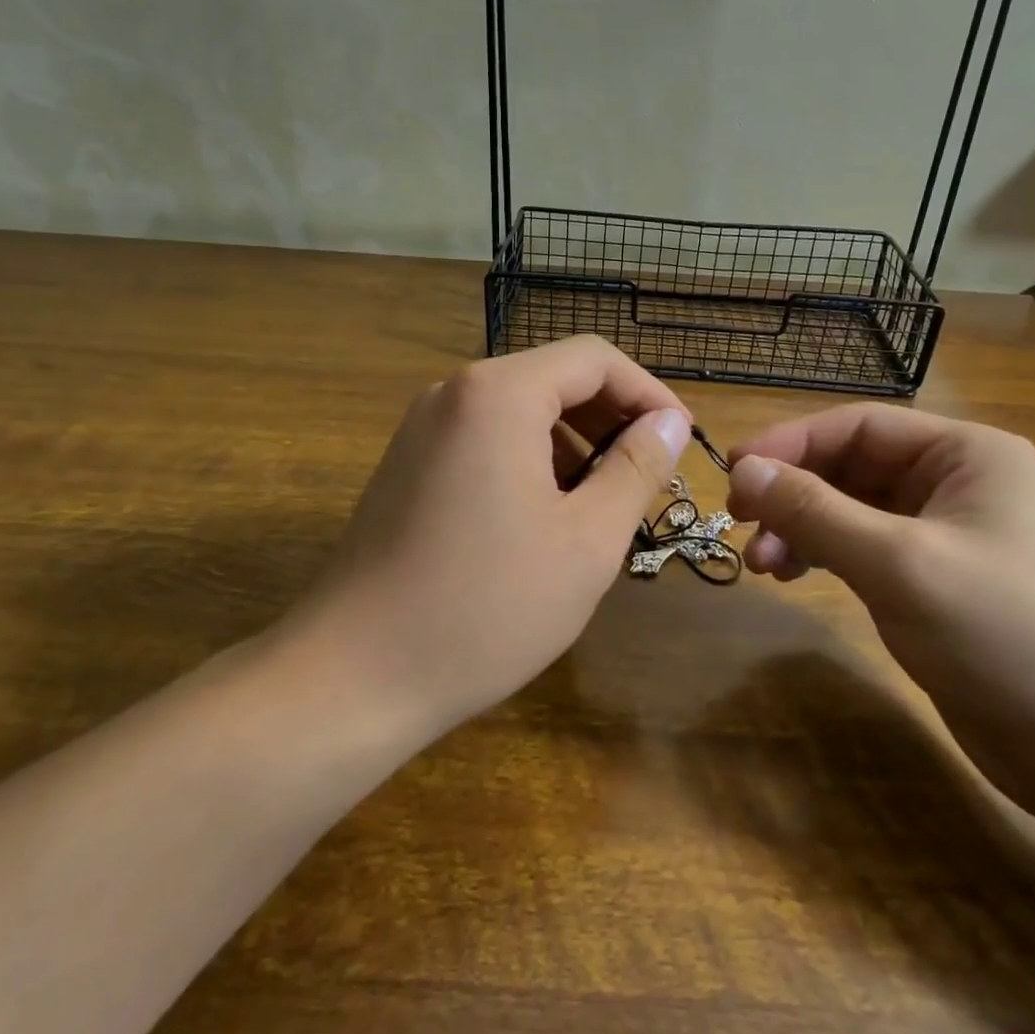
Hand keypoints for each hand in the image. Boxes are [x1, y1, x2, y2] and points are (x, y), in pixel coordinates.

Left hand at [303, 336, 691, 738]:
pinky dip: (529, 460)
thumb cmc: (487, 608)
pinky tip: (545, 518)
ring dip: (572, 443)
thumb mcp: (587, 540)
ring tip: (602, 504)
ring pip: (519, 411)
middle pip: (553, 378)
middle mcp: (453, 393)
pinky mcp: (407, 465)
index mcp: (498, 394)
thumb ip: (636, 468)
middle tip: (649, 477)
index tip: (681, 442)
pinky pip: (484, 439)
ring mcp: (422, 429)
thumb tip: (669, 423)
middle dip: (611, 419)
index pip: (594, 359)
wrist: (354, 675)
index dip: (648, 393)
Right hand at [726, 405, 1034, 811]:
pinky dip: (821, 554)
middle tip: (738, 522)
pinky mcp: (931, 577)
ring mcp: (943, 531)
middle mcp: (955, 481)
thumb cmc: (1002, 634)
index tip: (733, 472)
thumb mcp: (898, 563)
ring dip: (800, 528)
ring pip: (849, 509)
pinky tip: (790, 575)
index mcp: (966, 454)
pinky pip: (860, 546)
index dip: (791, 443)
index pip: (859, 426)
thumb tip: (743, 470)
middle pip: (850, 466)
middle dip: (792, 493)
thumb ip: (816, 511)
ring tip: (761, 563)